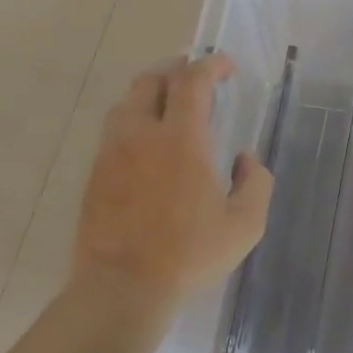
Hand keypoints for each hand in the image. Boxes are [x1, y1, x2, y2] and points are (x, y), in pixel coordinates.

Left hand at [72, 54, 272, 311]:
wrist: (123, 287)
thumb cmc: (190, 255)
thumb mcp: (245, 225)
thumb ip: (256, 183)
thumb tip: (245, 159)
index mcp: (182, 140)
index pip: (192, 82)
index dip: (210, 65)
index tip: (225, 66)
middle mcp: (142, 135)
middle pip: (152, 80)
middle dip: (176, 70)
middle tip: (195, 78)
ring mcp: (113, 152)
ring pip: (127, 102)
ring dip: (150, 93)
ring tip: (169, 105)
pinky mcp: (96, 173)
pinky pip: (113, 130)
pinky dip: (133, 120)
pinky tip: (146, 142)